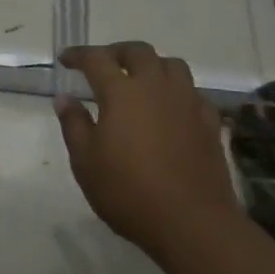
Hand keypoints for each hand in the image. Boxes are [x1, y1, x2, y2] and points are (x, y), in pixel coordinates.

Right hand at [55, 42, 239, 256]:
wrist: (192, 222)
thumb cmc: (129, 192)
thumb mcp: (86, 163)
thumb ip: (74, 125)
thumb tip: (65, 98)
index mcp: (122, 92)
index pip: (97, 59)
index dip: (79, 55)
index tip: (66, 59)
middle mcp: (156, 86)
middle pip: (138, 51)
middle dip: (117, 52)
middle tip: (104, 65)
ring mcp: (187, 101)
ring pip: (171, 65)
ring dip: (152, 65)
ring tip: (141, 81)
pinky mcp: (209, 121)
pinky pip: (193, 93)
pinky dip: (178, 92)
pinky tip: (172, 109)